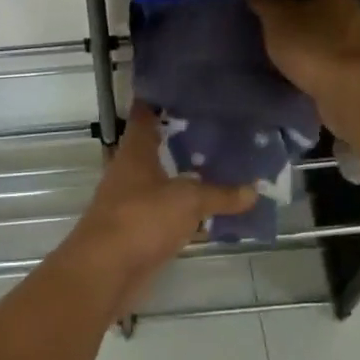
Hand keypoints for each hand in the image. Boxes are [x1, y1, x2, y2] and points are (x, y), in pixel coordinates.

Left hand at [61, 105, 254, 314]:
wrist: (105, 272)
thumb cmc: (141, 219)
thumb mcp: (187, 201)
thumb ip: (220, 194)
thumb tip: (254, 190)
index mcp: (135, 151)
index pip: (145, 112)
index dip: (164, 98)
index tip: (190, 88)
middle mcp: (131, 170)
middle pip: (158, 146)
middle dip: (185, 137)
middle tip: (222, 126)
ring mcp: (134, 200)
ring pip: (165, 179)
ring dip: (189, 175)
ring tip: (226, 164)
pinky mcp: (140, 230)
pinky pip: (170, 212)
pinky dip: (189, 210)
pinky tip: (215, 210)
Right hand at [248, 0, 359, 103]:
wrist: (351, 91)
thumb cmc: (312, 44)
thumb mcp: (275, 18)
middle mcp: (348, 0)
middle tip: (264, 1)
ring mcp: (356, 30)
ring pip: (322, 17)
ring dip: (302, 21)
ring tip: (276, 26)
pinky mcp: (356, 56)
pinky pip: (327, 41)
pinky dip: (312, 43)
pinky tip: (296, 49)